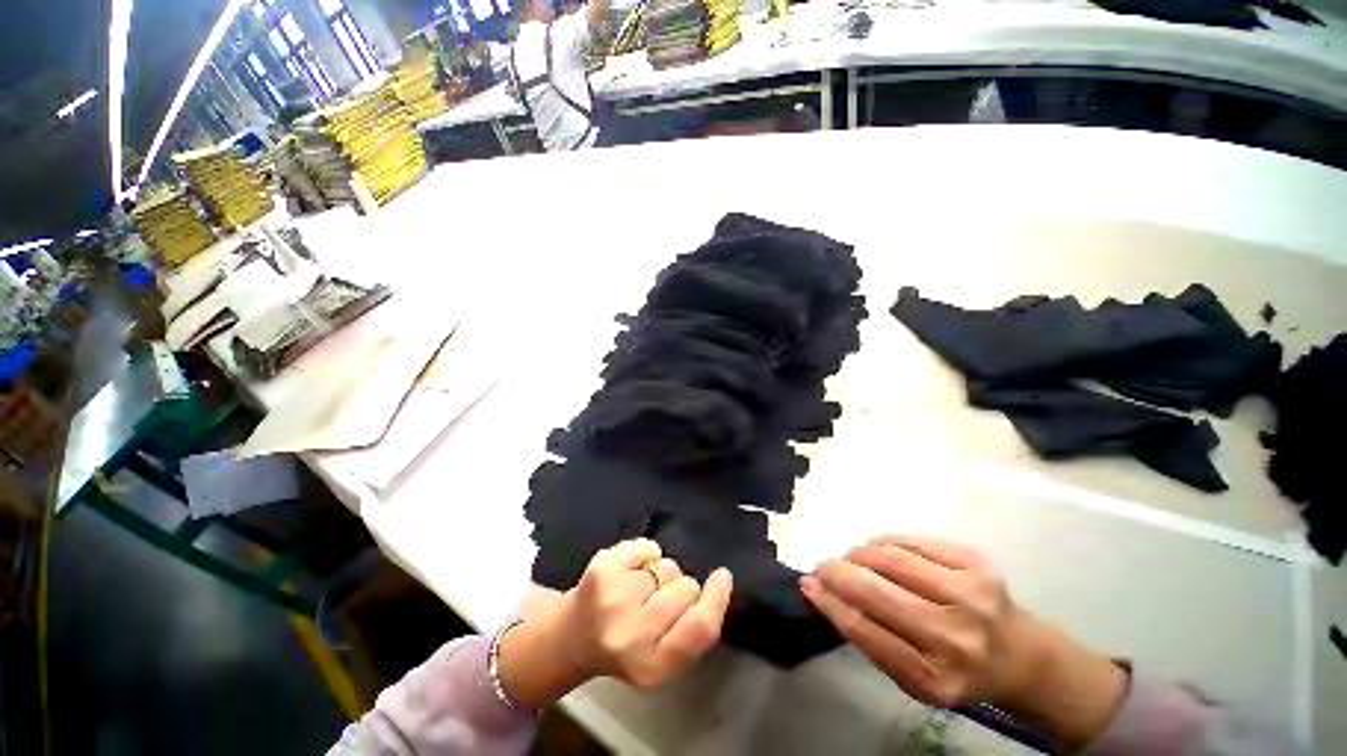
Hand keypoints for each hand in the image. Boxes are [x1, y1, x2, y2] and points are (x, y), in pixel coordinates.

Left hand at [566, 539, 732, 689]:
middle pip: (686, 588)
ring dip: (659, 575)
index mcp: (651, 670)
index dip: (716, 599)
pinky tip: (628, 571)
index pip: (699, 628)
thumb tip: (722, 580)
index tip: (723, 576)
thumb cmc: (627, 646)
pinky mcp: (602, 569)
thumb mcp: (664, 657)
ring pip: (667, 567)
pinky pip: (648, 546)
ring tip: (637, 592)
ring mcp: (613, 600)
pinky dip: (645, 553)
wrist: (573, 636)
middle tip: (656, 602)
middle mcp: (630, 637)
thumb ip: (694, 630)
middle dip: (680, 589)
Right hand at [800, 535, 1025, 707]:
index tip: (809, 584)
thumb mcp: (910, 674)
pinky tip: (880, 551)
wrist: (1020, 654)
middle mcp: (954, 637)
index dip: (829, 602)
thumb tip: (819, 588)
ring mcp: (970, 595)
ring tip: (853, 559)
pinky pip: (910, 540)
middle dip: (837, 571)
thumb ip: (866, 634)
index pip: (864, 631)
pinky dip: (884, 542)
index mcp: (934, 678)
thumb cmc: (954, 668)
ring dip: (859, 553)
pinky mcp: (976, 562)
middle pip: (875, 590)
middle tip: (823, 566)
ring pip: (889, 557)